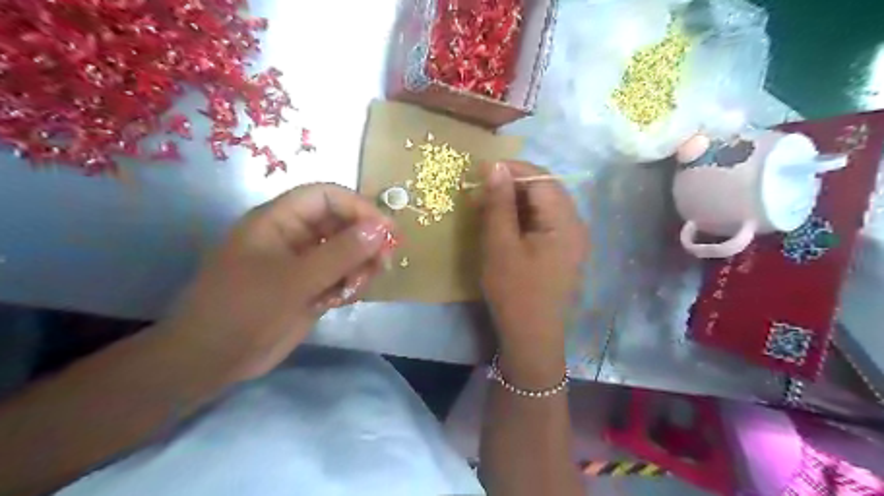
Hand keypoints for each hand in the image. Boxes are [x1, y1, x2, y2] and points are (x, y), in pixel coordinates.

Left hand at [159, 184, 393, 380]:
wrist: (213, 361)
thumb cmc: (245, 310)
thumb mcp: (295, 280)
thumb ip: (341, 253)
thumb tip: (382, 228)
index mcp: (280, 220)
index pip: (327, 196)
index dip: (358, 207)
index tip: (386, 231)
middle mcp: (295, 236)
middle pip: (342, 223)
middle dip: (365, 242)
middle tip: (383, 264)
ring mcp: (304, 262)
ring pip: (347, 251)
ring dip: (360, 267)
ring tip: (354, 289)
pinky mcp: (311, 286)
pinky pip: (342, 275)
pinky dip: (349, 285)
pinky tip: (340, 301)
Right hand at [481, 160, 585, 384]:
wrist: (532, 337)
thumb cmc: (514, 292)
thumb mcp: (500, 245)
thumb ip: (498, 204)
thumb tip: (495, 167)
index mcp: (565, 222)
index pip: (541, 178)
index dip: (512, 168)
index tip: (481, 170)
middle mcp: (575, 225)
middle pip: (545, 189)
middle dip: (513, 184)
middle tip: (482, 189)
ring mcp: (572, 239)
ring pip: (543, 205)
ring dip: (516, 200)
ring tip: (488, 205)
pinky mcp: (563, 250)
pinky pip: (544, 222)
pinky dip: (522, 217)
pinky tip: (503, 223)